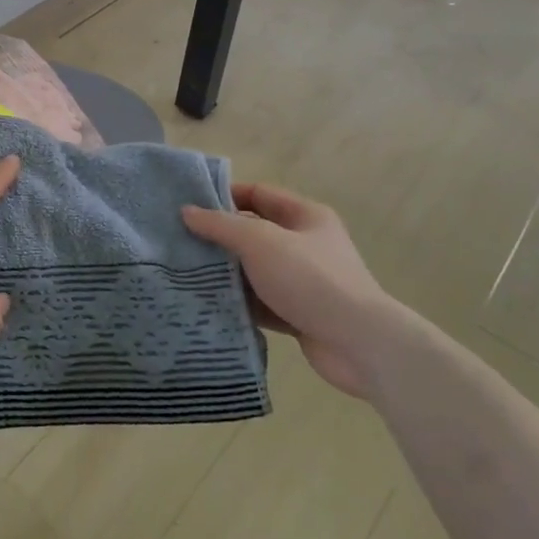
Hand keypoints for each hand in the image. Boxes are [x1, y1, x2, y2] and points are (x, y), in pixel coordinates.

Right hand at [182, 183, 399, 397]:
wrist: (359, 345)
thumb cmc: (309, 279)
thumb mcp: (259, 242)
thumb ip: (221, 225)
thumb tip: (187, 211)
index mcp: (305, 216)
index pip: (258, 193)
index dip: (225, 196)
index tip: (190, 205)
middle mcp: (306, 244)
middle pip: (254, 232)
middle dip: (220, 237)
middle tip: (180, 241)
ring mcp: (303, 281)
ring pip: (255, 269)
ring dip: (226, 272)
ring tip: (185, 273)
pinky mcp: (299, 314)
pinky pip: (261, 302)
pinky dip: (239, 302)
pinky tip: (209, 304)